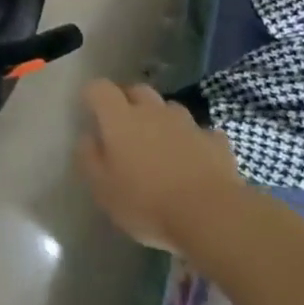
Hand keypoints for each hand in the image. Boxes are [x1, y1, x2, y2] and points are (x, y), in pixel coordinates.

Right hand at [77, 80, 242, 253]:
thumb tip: (87, 137)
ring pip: (169, 108)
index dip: (93, 95)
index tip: (90, 111)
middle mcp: (153, 111)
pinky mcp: (215, 141)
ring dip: (162, 120)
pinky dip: (194, 141)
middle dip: (128, 101)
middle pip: (137, 90)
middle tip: (124, 128)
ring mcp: (187, 124)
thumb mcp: (103, 189)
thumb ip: (89, 158)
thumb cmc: (147, 203)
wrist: (211, 216)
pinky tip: (194, 160)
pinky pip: (200, 133)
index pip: (99, 88)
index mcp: (120, 118)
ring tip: (160, 145)